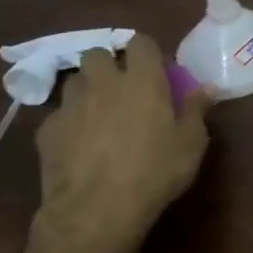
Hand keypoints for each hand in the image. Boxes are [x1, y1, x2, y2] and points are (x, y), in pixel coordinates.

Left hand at [35, 32, 212, 242]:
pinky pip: (59, 114)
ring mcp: (70, 104)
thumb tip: (205, 88)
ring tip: (98, 114)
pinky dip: (69, 122)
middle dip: (109, 65)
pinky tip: (78, 145)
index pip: (141, 42)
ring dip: (87, 90)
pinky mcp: (47, 129)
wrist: (95, 210)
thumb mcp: (190, 144)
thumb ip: (195, 110)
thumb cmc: (154, 172)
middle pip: (99, 54)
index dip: (148, 53)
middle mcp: (103, 82)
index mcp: (142, 80)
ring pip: (75, 81)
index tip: (157, 72)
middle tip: (122, 89)